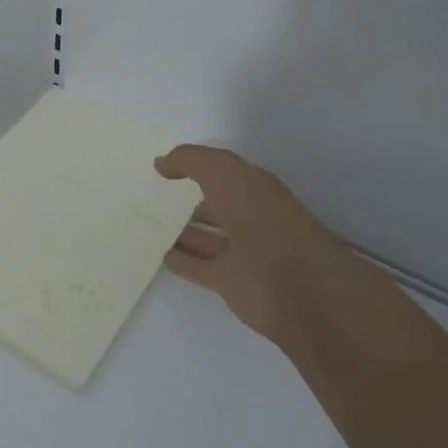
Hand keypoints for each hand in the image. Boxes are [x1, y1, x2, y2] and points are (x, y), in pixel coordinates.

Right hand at [156, 145, 353, 343]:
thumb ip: (191, 161)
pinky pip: (198, 267)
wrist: (296, 287)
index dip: (196, 167)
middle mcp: (250, 218)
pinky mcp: (230, 283)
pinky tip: (161, 254)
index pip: (222, 172)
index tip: (164, 168)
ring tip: (151, 226)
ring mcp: (241, 253)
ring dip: (182, 232)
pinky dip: (181, 261)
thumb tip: (161, 162)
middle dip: (190, 200)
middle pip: (215, 206)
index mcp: (255, 189)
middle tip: (154, 198)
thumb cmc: (262, 218)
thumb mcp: (224, 173)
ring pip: (205, 237)